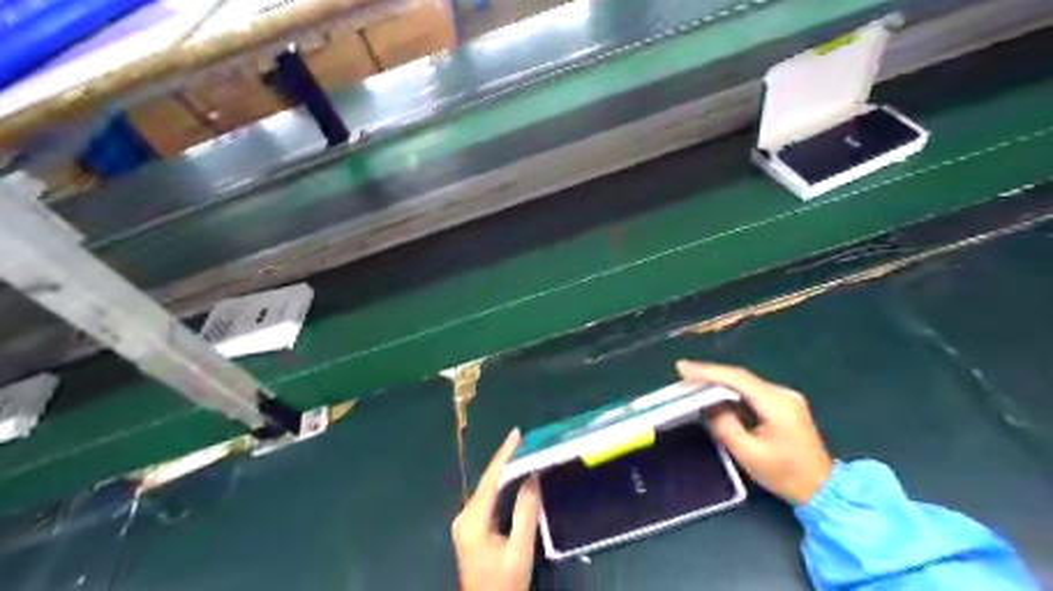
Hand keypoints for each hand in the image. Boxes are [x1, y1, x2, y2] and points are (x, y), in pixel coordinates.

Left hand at [450, 430, 537, 590]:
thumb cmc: (505, 584)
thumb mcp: (520, 549)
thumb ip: (525, 511)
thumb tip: (531, 477)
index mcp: (473, 522)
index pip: (490, 480)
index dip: (504, 455)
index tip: (516, 434)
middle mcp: (464, 518)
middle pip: (486, 482)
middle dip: (505, 461)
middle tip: (524, 441)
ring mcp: (464, 524)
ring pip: (486, 490)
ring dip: (503, 473)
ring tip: (521, 453)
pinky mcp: (469, 530)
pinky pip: (485, 500)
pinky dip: (499, 487)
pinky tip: (511, 478)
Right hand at [679, 359, 835, 503]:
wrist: (823, 490)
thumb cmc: (785, 475)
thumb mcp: (748, 454)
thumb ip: (725, 426)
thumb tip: (707, 406)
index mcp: (776, 404)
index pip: (737, 379)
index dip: (707, 372)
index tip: (682, 368)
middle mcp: (783, 394)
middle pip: (740, 377)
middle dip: (710, 374)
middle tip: (683, 373)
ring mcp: (785, 398)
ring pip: (745, 383)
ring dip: (719, 382)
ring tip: (693, 382)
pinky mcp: (783, 405)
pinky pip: (751, 391)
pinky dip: (731, 391)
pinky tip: (715, 394)